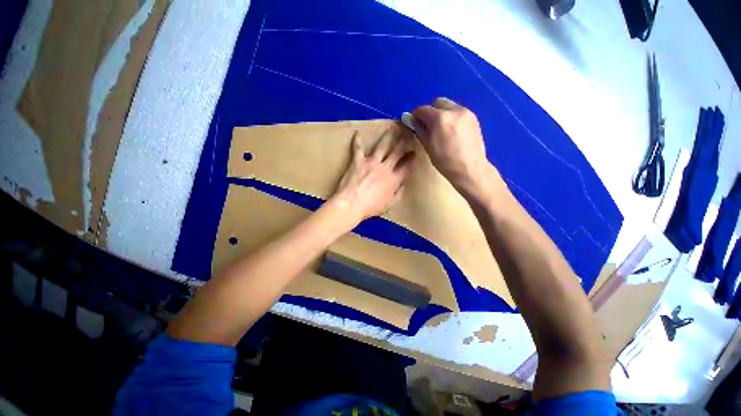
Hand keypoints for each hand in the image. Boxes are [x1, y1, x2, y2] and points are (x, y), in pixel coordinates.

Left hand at [331, 129, 413, 223]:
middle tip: (408, 134)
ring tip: (391, 128)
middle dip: (404, 142)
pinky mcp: (358, 161)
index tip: (415, 152)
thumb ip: (398, 194)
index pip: (406, 166)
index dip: (412, 158)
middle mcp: (385, 168)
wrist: (351, 204)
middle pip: (397, 152)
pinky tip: (357, 132)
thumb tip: (403, 185)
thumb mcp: (389, 205)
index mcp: (393, 179)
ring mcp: (371, 162)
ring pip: (382, 146)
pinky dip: (357, 141)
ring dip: (387, 137)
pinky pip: (358, 148)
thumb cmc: (370, 207)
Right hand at [412, 98, 492, 191]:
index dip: (416, 116)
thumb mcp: (428, 146)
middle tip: (428, 125)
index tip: (414, 123)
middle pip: (437, 102)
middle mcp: (454, 110)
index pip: (422, 109)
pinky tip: (451, 131)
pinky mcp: (473, 117)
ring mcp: (466, 112)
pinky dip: (451, 117)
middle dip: (430, 111)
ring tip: (440, 129)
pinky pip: (458, 111)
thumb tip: (409, 119)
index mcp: (440, 118)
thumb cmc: (445, 161)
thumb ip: (419, 130)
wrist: (470, 169)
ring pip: (449, 105)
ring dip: (441, 113)